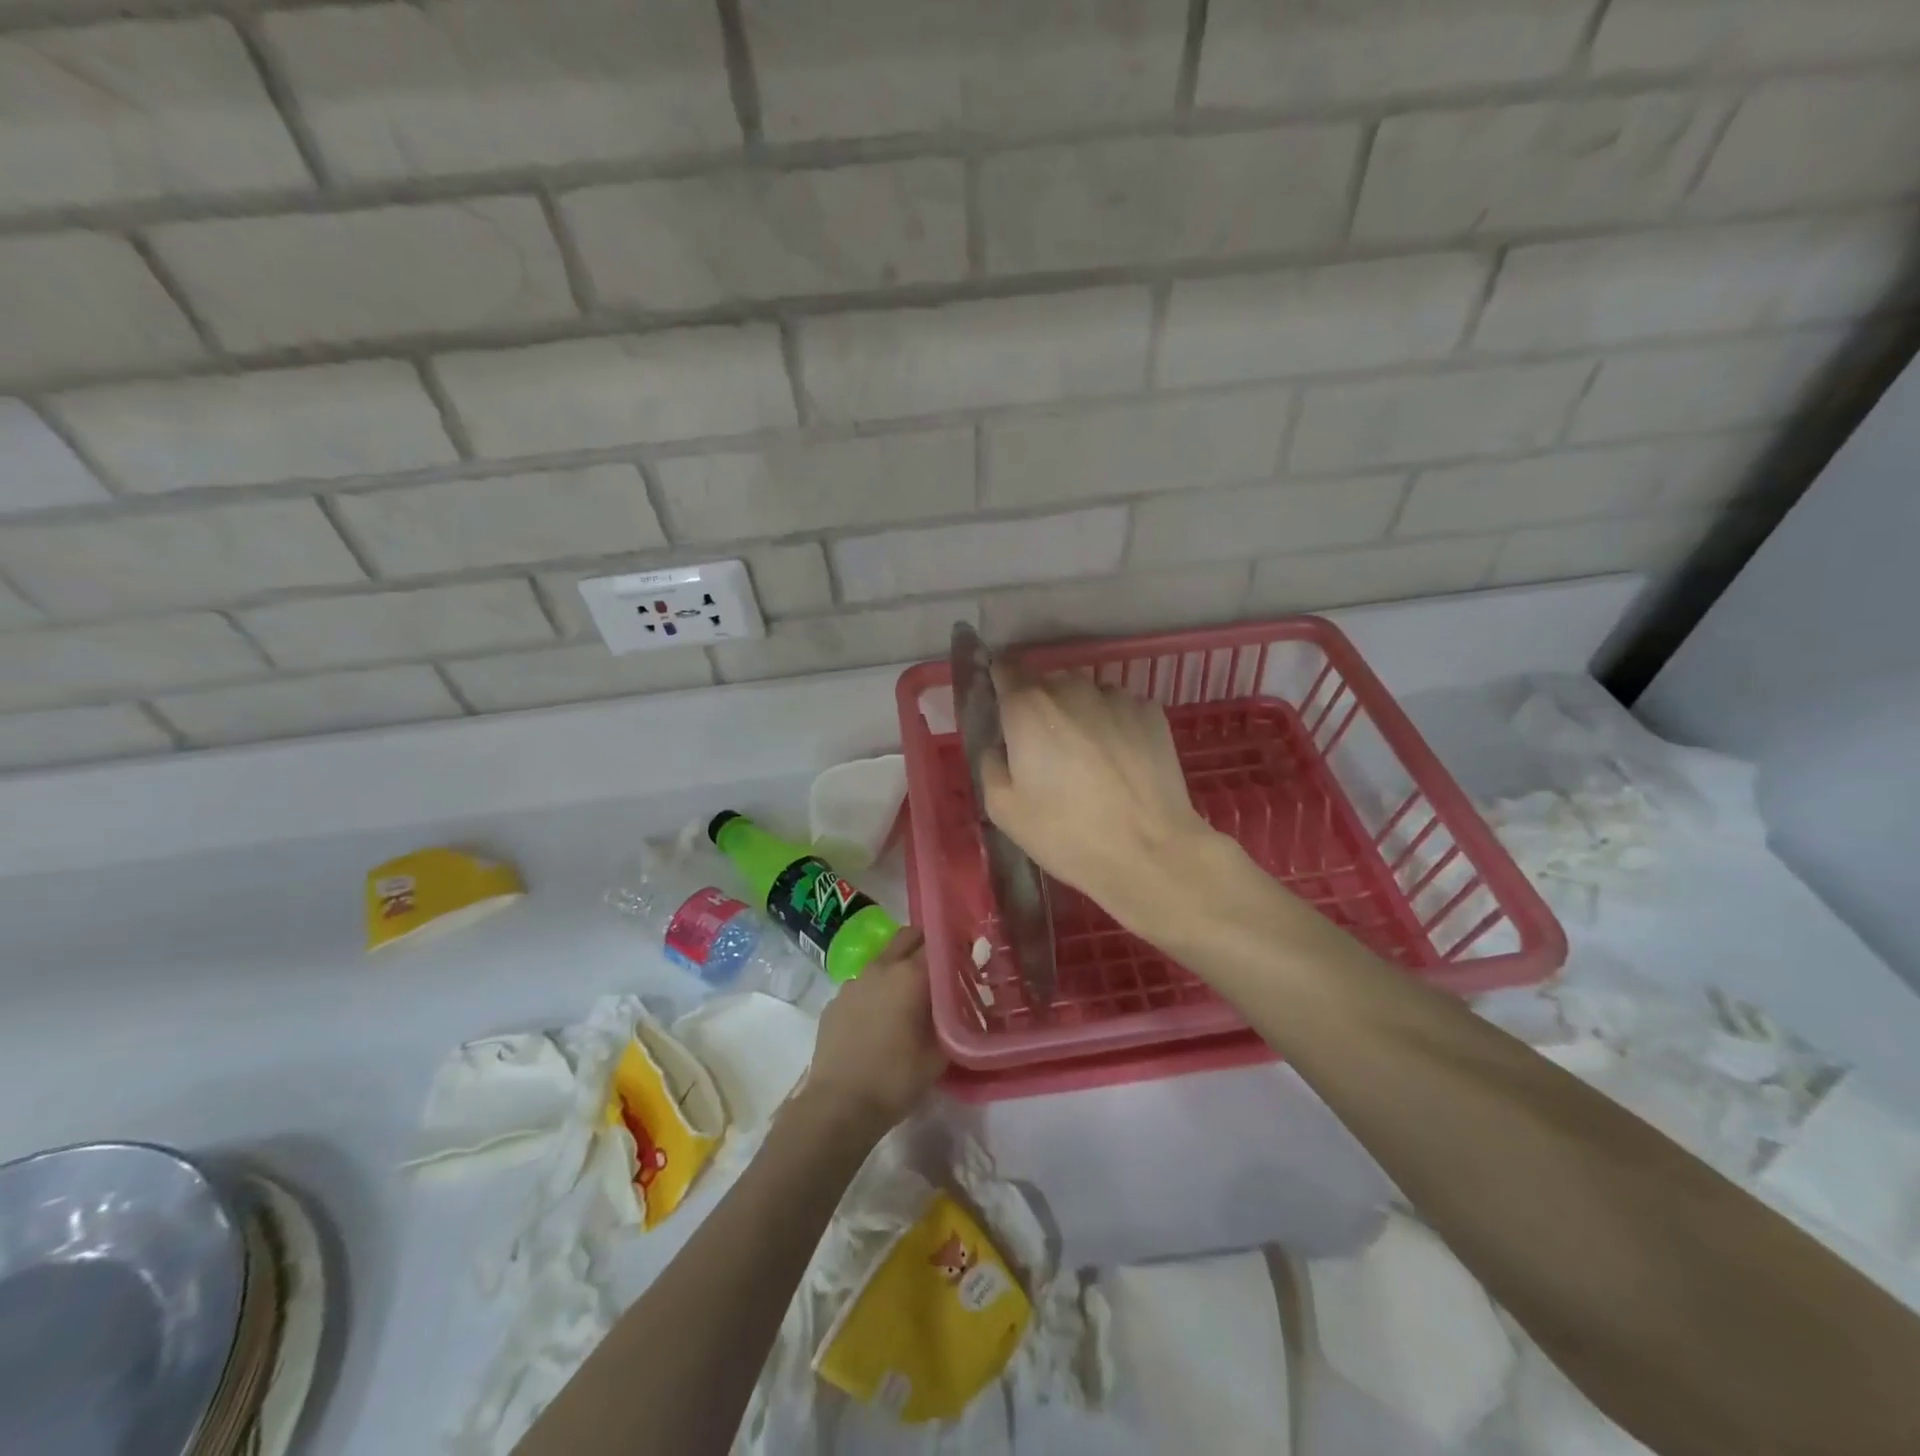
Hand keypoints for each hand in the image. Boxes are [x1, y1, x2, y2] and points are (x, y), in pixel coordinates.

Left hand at [801, 929, 945, 1135]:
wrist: (838, 1106)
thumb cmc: (896, 1079)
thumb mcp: (939, 1054)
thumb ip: (953, 1020)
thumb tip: (959, 1004)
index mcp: (910, 975)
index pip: (939, 942)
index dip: (955, 949)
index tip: (966, 961)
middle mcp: (881, 967)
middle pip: (908, 936)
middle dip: (926, 945)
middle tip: (940, 971)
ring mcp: (854, 982)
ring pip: (883, 959)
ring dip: (899, 968)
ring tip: (909, 999)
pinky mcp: (835, 1001)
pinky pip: (863, 985)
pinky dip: (876, 992)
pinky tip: (879, 1021)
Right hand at [981, 664, 1218, 924]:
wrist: (1150, 852)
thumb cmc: (1066, 833)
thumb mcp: (1003, 809)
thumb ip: (990, 764)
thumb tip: (1001, 746)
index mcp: (1027, 706)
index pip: (1005, 669)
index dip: (1001, 685)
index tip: (1003, 711)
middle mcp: (1071, 688)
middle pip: (1047, 683)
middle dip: (1041, 709)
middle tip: (1046, 752)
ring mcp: (1116, 697)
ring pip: (1086, 695)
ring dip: (1080, 715)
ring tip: (1089, 760)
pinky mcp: (1151, 712)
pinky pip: (1120, 709)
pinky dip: (1114, 726)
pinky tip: (1121, 762)